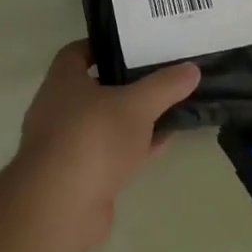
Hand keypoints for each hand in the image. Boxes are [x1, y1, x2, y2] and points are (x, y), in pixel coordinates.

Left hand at [11, 40, 200, 251]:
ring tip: (169, 105)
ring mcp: (68, 146)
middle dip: (126, 82)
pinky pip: (112, 152)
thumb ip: (165, 86)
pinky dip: (135, 146)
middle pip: (95, 88)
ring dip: (133, 117)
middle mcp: (58, 110)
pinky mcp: (80, 176)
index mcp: (62, 82)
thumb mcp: (137, 105)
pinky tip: (164, 140)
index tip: (133, 44)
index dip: (103, 45)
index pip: (77, 52)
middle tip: (159, 73)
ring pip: (106, 123)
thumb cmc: (92, 139)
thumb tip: (192, 68)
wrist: (60, 208)